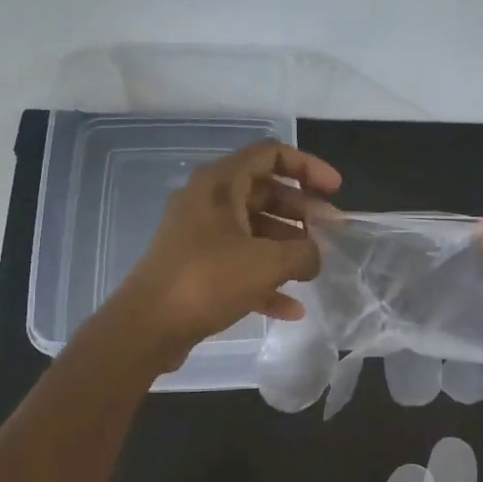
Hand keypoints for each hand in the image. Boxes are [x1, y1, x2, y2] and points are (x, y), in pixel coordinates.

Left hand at [108, 141, 341, 368]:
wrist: (147, 326)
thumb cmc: (208, 280)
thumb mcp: (267, 263)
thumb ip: (304, 253)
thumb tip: (315, 256)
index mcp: (220, 184)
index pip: (270, 154)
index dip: (308, 167)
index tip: (336, 191)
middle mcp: (207, 202)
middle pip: (264, 193)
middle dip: (301, 212)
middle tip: (330, 232)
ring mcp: (199, 236)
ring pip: (253, 230)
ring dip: (286, 246)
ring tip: (314, 269)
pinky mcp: (195, 268)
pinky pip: (239, 264)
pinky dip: (265, 279)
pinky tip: (292, 308)